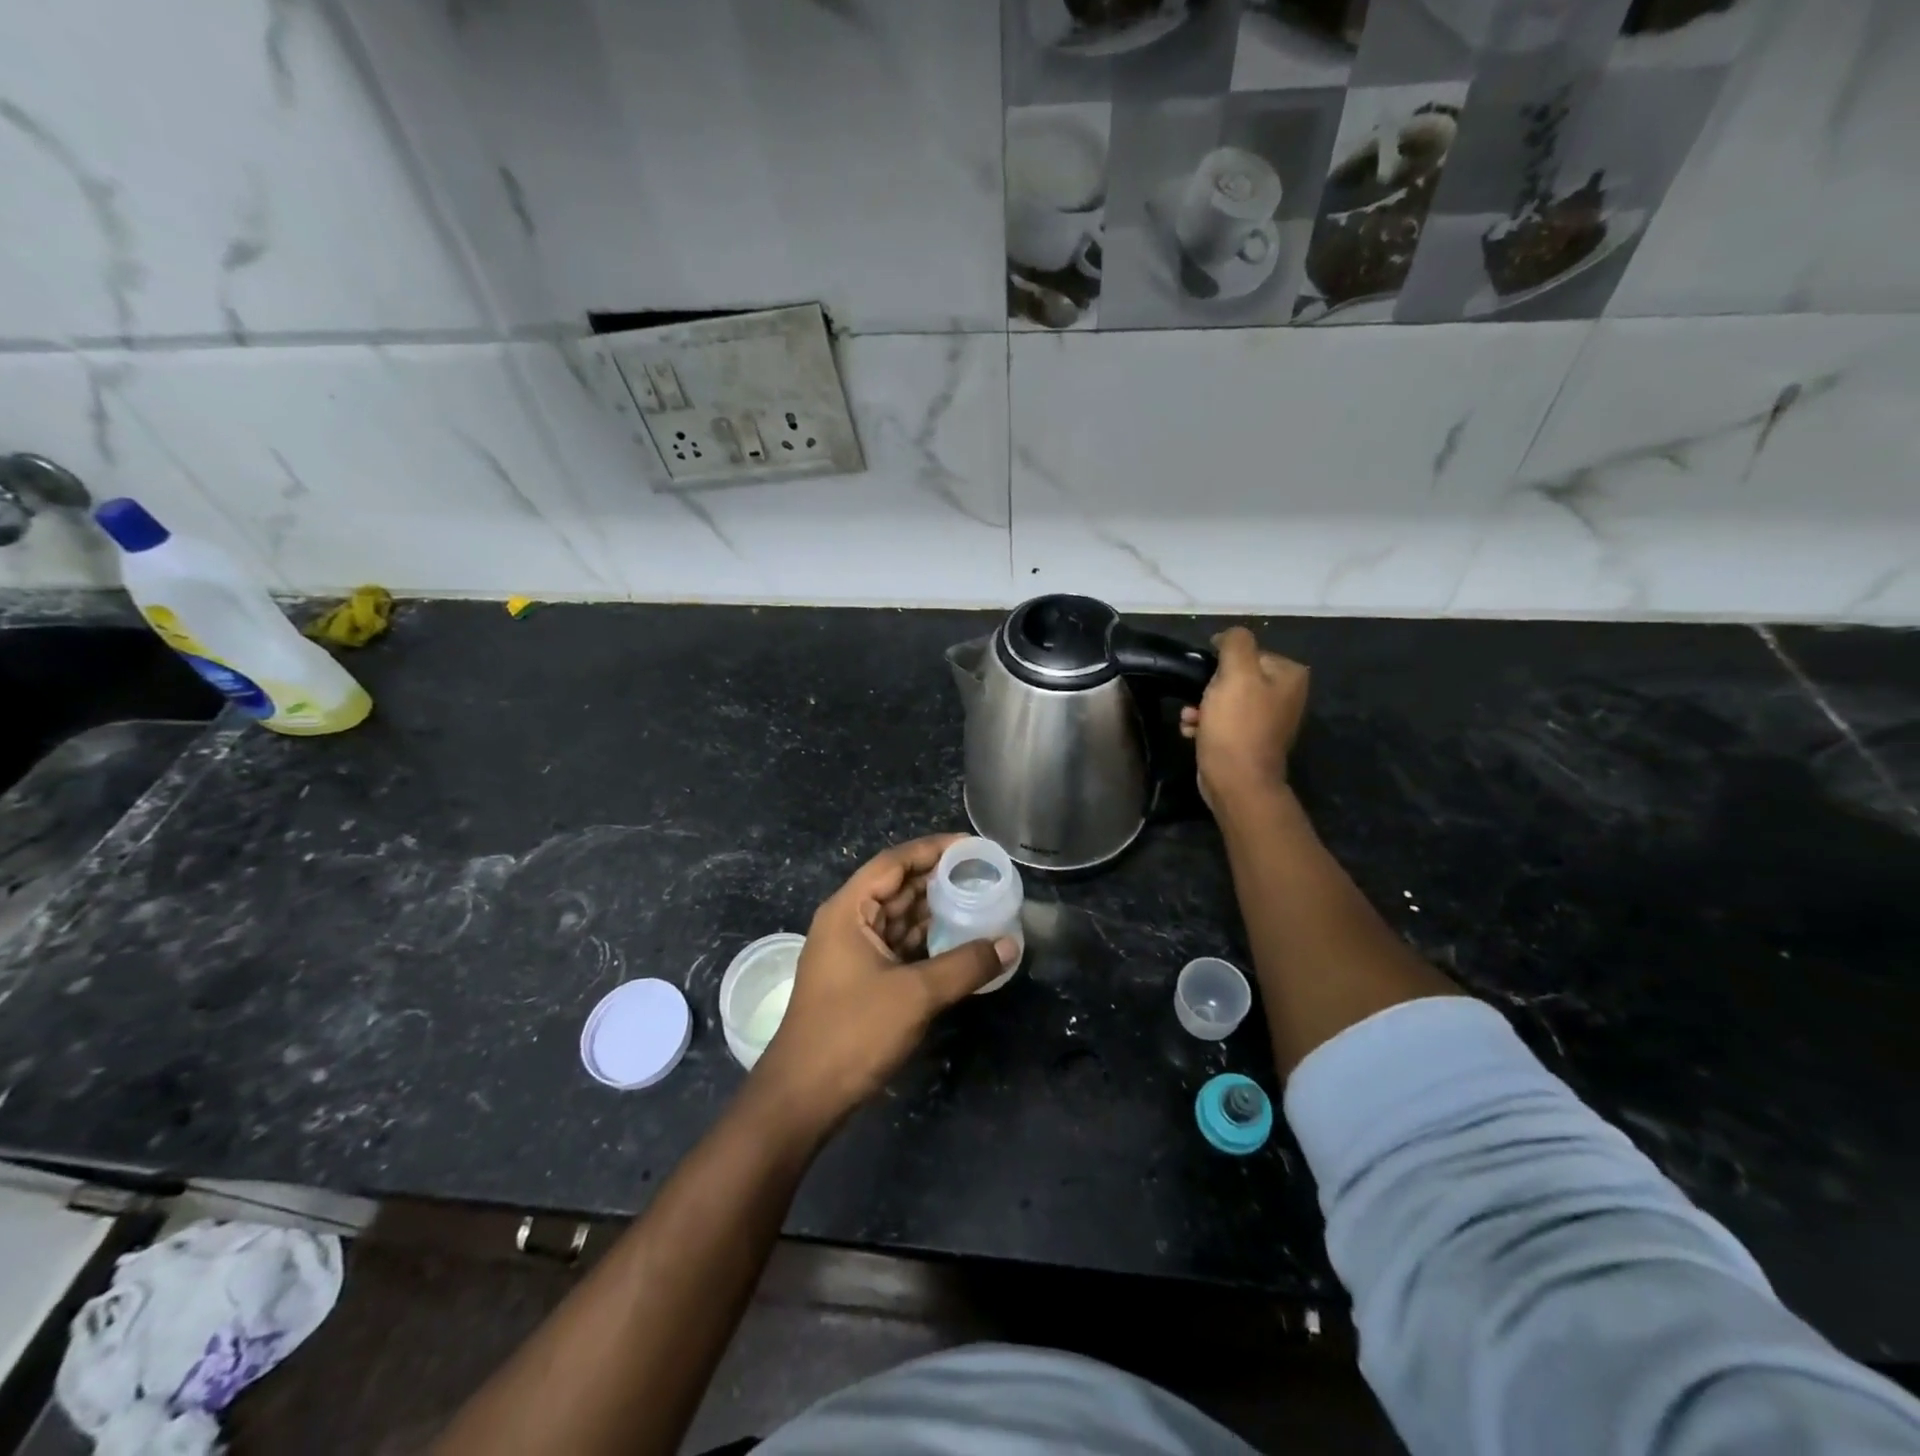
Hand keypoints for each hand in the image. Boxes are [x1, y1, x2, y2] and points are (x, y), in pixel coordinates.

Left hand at [746, 835, 1017, 1134]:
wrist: (803, 1096)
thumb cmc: (852, 1032)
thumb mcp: (915, 995)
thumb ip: (965, 966)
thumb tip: (1009, 945)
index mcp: (848, 910)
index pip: (893, 863)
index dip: (932, 849)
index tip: (971, 846)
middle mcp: (848, 922)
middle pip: (897, 887)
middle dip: (938, 879)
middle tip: (983, 874)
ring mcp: (852, 952)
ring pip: (900, 918)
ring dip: (935, 911)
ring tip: (979, 902)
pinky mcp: (861, 979)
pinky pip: (899, 946)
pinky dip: (927, 941)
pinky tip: (959, 941)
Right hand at [1179, 626, 1309, 812]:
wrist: (1237, 782)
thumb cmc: (1237, 725)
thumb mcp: (1236, 674)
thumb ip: (1235, 643)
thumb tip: (1227, 636)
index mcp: (1289, 676)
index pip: (1249, 652)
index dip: (1222, 663)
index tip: (1207, 678)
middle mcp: (1285, 695)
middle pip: (1236, 676)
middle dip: (1209, 688)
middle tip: (1196, 701)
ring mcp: (1268, 720)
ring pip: (1226, 699)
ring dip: (1202, 707)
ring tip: (1190, 719)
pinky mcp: (1250, 740)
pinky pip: (1224, 721)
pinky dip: (1206, 724)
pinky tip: (1192, 732)